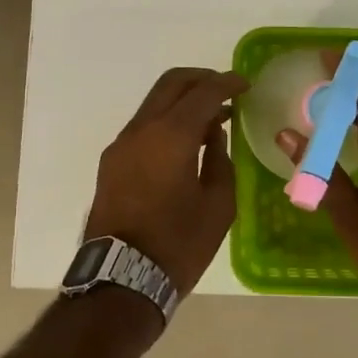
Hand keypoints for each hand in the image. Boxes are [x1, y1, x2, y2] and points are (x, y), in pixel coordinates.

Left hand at [86, 67, 247, 294]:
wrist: (121, 278)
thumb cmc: (178, 244)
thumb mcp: (218, 206)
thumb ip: (220, 162)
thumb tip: (214, 136)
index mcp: (172, 135)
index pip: (203, 92)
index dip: (227, 83)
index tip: (245, 85)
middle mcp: (142, 129)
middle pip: (171, 83)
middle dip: (201, 79)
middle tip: (226, 91)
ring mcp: (122, 144)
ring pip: (154, 103)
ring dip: (182, 101)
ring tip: (210, 120)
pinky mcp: (111, 161)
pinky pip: (143, 126)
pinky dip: (166, 121)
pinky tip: (184, 143)